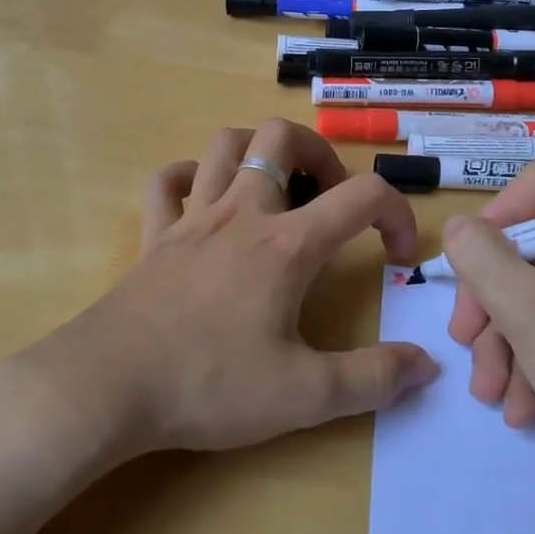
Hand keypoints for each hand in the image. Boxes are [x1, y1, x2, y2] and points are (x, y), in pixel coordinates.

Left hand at [35, 119, 438, 455]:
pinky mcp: (154, 235)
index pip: (363, 196)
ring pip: (225, 144)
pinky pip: (168, 182)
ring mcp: (192, 218)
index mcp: (287, 243)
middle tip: (330, 197)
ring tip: (277, 186)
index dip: (398, 214)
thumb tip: (427, 366)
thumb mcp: (304, 395)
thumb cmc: (209, 384)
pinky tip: (203, 199)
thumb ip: (373, 379)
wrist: (107, 386)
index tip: (399, 255)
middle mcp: (243, 213)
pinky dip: (190, 177)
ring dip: (258, 149)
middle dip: (320, 153)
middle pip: (283, 137)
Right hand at [441, 159, 534, 473]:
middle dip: (491, 298)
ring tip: (489, 392)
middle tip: (464, 338)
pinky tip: (521, 408)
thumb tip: (459, 226)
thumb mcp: (528, 310)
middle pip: (534, 247)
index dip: (498, 215)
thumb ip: (481, 258)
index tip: (471, 262)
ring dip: (506, 340)